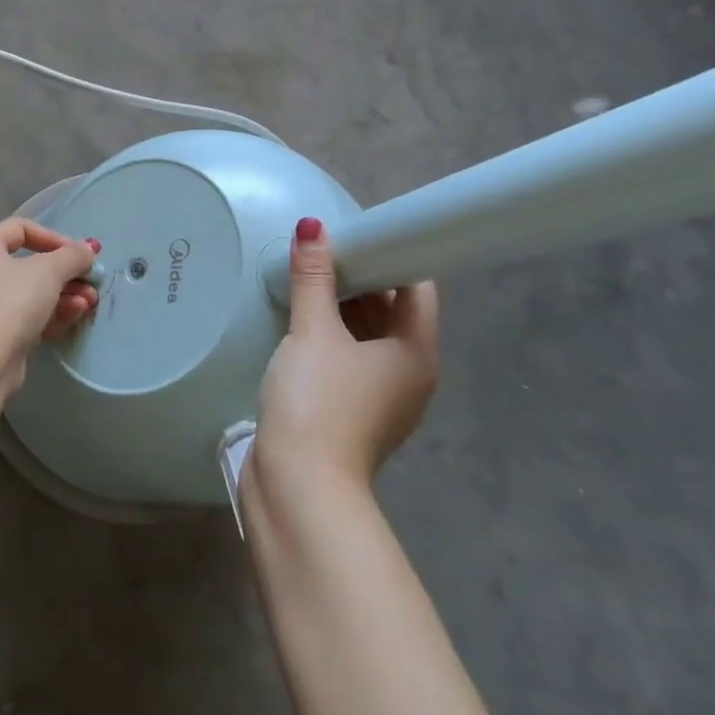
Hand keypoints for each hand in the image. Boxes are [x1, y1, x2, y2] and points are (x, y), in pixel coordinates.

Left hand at [0, 218, 100, 384]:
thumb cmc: (13, 299)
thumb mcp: (49, 270)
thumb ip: (72, 256)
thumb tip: (88, 249)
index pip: (20, 228)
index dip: (52, 236)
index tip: (76, 253)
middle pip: (31, 265)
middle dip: (66, 273)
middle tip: (91, 282)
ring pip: (33, 294)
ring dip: (66, 295)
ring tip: (90, 302)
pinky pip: (30, 317)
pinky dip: (53, 314)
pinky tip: (75, 316)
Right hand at [252, 218, 438, 490]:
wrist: (298, 487)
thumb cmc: (317, 403)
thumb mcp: (313, 333)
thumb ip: (313, 279)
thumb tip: (313, 227)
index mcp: (416, 352)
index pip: (417, 286)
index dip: (391, 253)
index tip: (355, 231)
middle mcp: (409, 373)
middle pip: (392, 309)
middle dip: (360, 276)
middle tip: (322, 246)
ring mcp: (381, 396)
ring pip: (368, 334)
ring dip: (342, 305)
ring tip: (306, 272)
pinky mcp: (352, 411)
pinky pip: (348, 357)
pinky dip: (331, 333)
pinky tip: (300, 316)